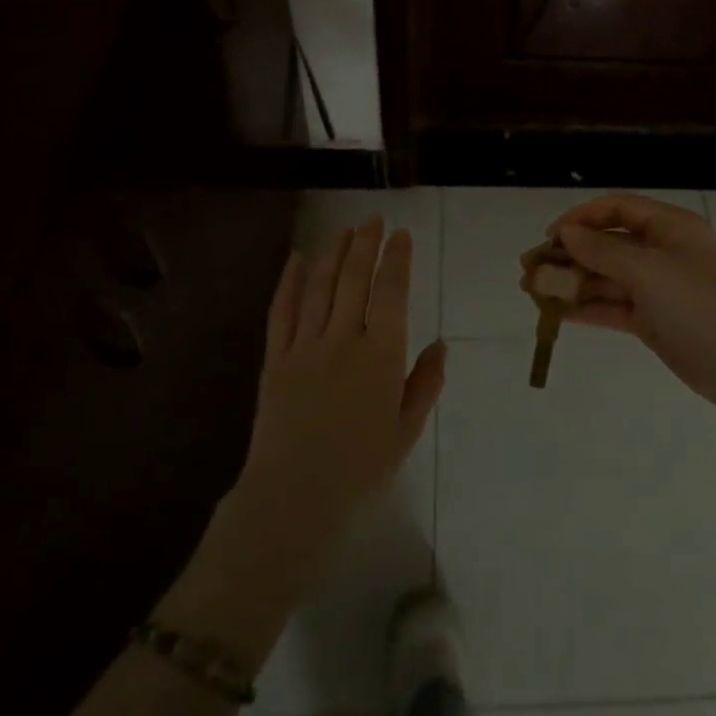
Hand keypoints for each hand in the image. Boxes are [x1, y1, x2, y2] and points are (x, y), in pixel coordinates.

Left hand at [238, 217, 447, 553]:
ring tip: (344, 230)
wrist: (294, 496)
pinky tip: (297, 259)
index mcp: (382, 356)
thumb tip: (440, 346)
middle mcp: (344, 340)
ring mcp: (306, 346)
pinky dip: (290, 281)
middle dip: (366, 245)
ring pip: (320, 287)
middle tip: (373, 219)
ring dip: (333, 253)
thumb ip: (425, 384)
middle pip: (355, 280)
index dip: (398, 260)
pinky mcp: (276, 359)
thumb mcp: (406, 430)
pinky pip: (282, 311)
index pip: (392, 294)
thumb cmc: (360, 468)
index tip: (402, 235)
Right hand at [532, 195, 715, 410]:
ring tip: (532, 292)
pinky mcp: (652, 319)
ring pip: (606, 277)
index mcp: (670, 227)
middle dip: (568, 255)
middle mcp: (662, 251)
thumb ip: (603, 251)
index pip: (617, 209)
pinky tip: (555, 313)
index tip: (550, 237)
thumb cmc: (699, 306)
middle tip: (528, 269)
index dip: (581, 218)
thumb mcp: (649, 271)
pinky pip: (612, 306)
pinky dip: (585, 307)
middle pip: (607, 244)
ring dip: (571, 283)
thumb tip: (566, 233)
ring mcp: (657, 287)